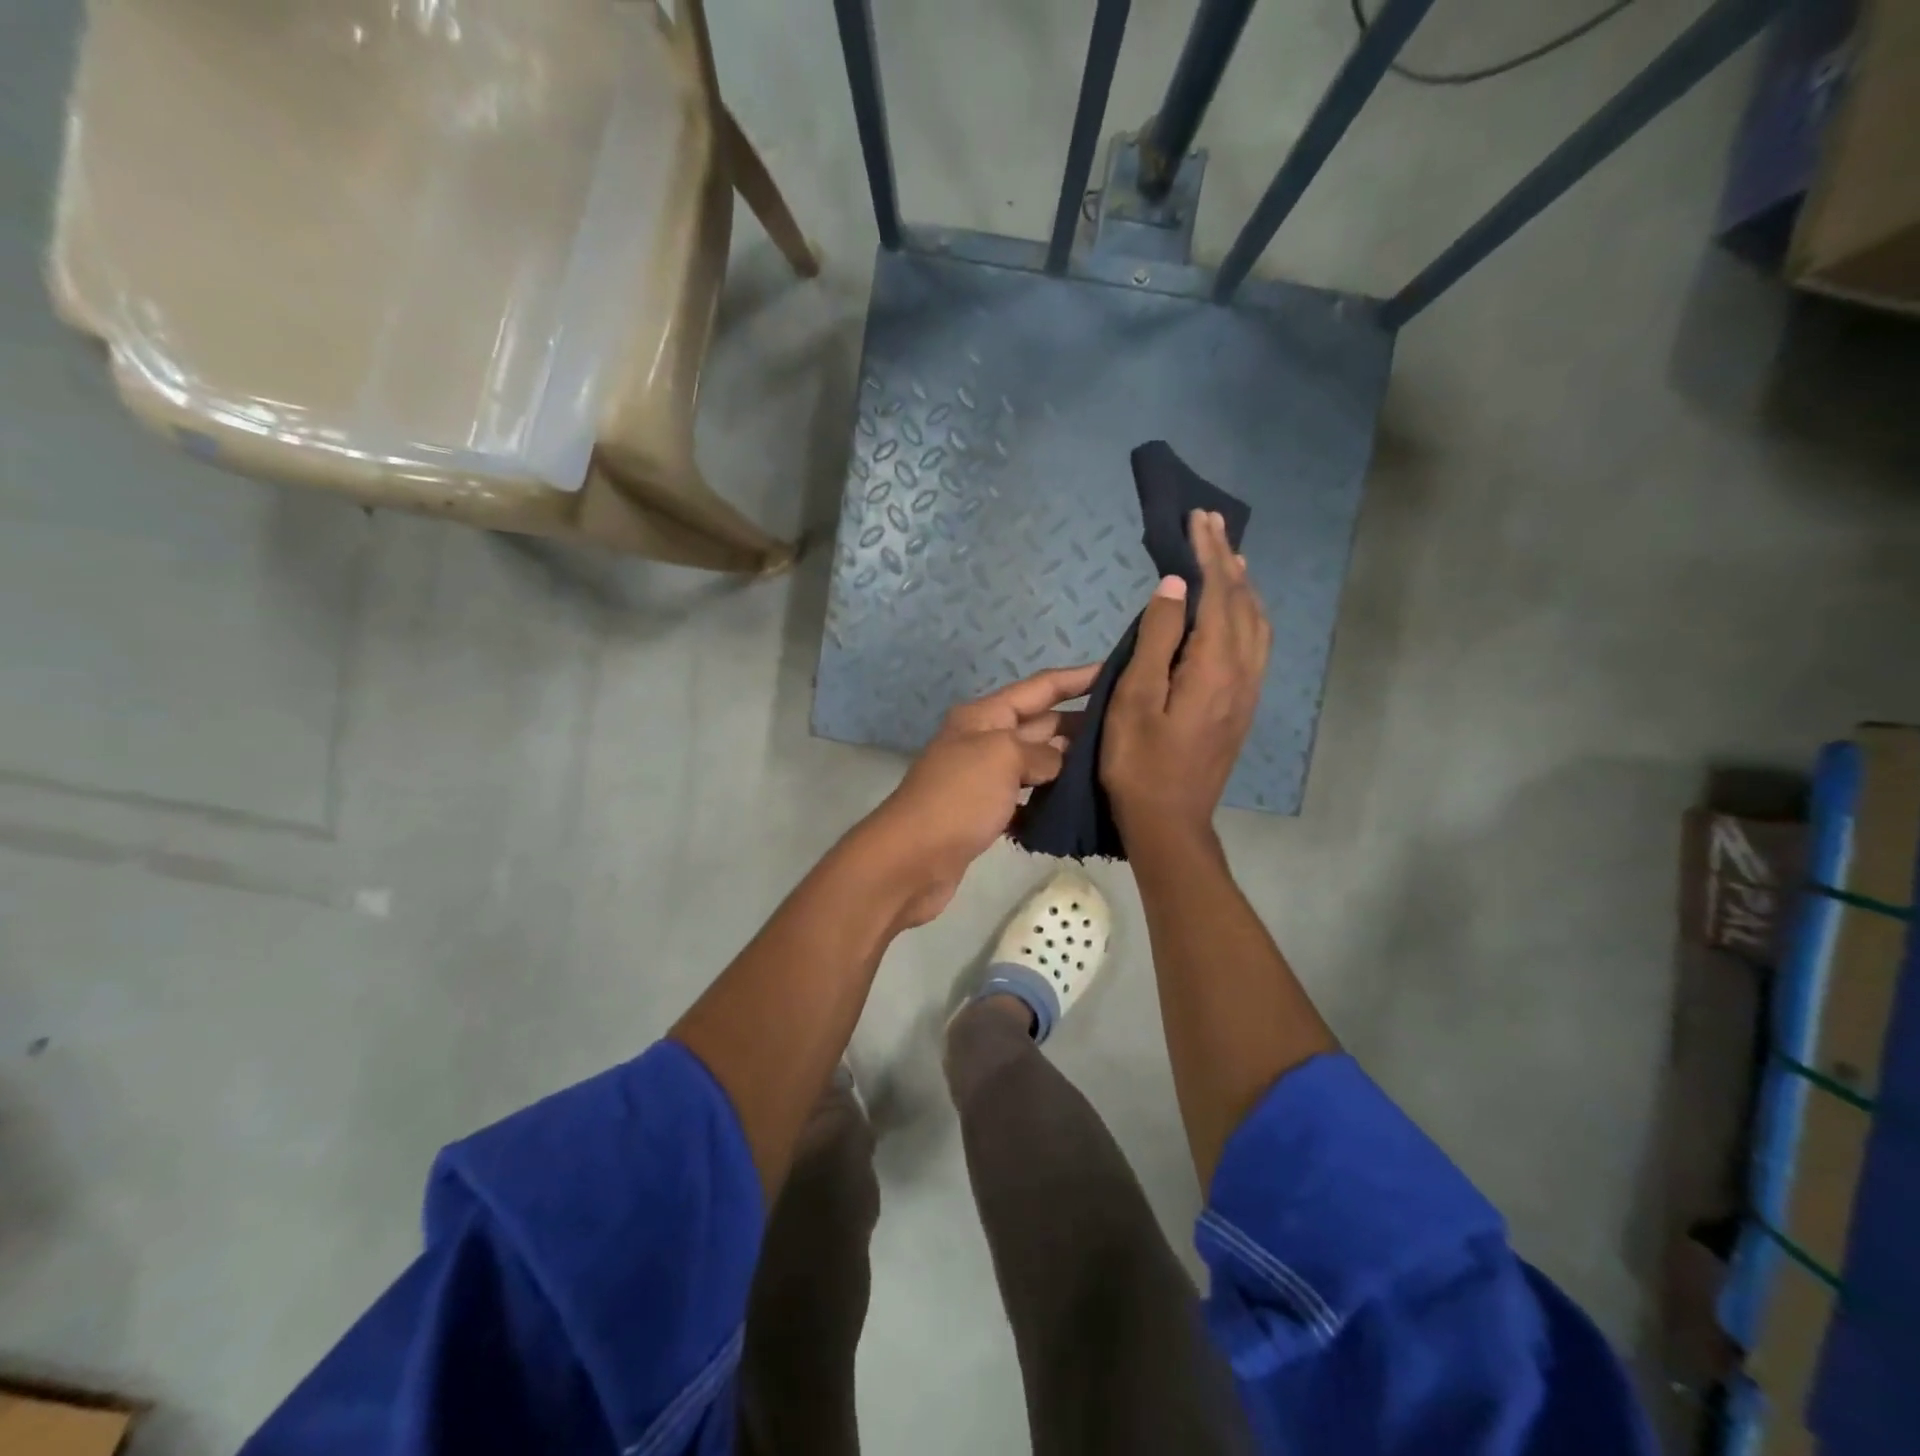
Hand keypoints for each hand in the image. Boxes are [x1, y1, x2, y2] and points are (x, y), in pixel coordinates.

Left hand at [858, 663, 1099, 926]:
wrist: (911, 860)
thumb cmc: (958, 798)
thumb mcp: (1003, 758)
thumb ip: (1041, 752)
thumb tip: (1058, 762)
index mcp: (984, 716)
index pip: (1040, 687)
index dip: (1077, 678)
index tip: (1117, 672)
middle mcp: (984, 741)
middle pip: (1040, 724)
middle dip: (1080, 723)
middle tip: (1126, 730)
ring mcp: (983, 779)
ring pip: (1035, 764)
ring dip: (1067, 764)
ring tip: (1112, 768)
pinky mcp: (984, 814)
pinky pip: (1025, 800)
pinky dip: (1047, 802)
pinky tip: (1076, 809)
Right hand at [1102, 509, 1270, 842]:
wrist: (1170, 821)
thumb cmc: (1139, 762)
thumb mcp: (1134, 699)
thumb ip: (1157, 639)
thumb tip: (1176, 585)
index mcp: (1214, 666)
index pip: (1218, 593)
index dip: (1209, 553)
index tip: (1196, 518)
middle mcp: (1243, 671)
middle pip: (1243, 602)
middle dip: (1228, 559)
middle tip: (1210, 524)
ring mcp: (1248, 691)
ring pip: (1257, 623)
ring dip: (1243, 585)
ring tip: (1228, 558)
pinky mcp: (1244, 706)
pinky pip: (1257, 645)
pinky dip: (1248, 614)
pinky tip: (1235, 612)